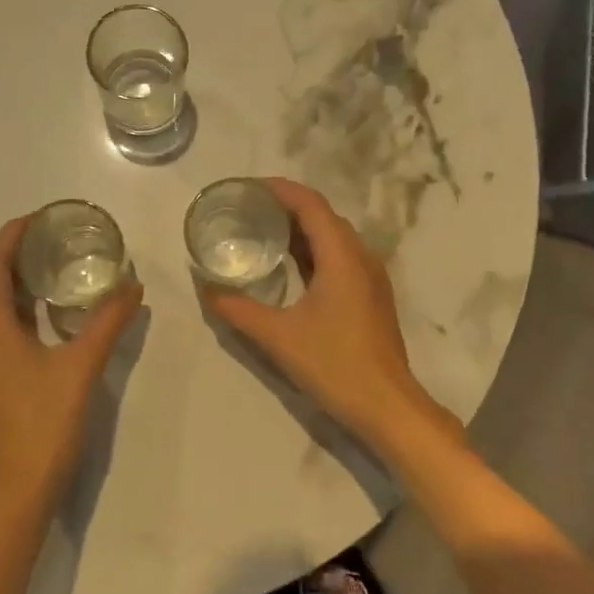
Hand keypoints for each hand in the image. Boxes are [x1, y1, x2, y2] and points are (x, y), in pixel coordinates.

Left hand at [0, 216, 143, 519]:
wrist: (15, 492)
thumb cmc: (43, 424)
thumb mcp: (82, 366)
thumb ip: (108, 321)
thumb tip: (133, 285)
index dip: (12, 234)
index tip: (43, 216)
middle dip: (13, 252)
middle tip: (54, 236)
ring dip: (12, 279)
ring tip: (52, 265)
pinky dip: (14, 305)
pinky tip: (46, 312)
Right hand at [200, 178, 449, 455]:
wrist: (388, 406)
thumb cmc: (335, 365)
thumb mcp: (278, 337)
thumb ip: (238, 309)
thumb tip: (206, 289)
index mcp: (342, 257)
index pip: (311, 205)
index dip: (281, 189)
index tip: (248, 187)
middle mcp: (361, 257)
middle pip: (323, 216)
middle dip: (287, 206)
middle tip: (249, 209)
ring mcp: (370, 277)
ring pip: (334, 237)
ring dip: (302, 228)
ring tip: (264, 231)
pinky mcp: (371, 295)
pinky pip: (340, 257)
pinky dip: (314, 250)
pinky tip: (291, 266)